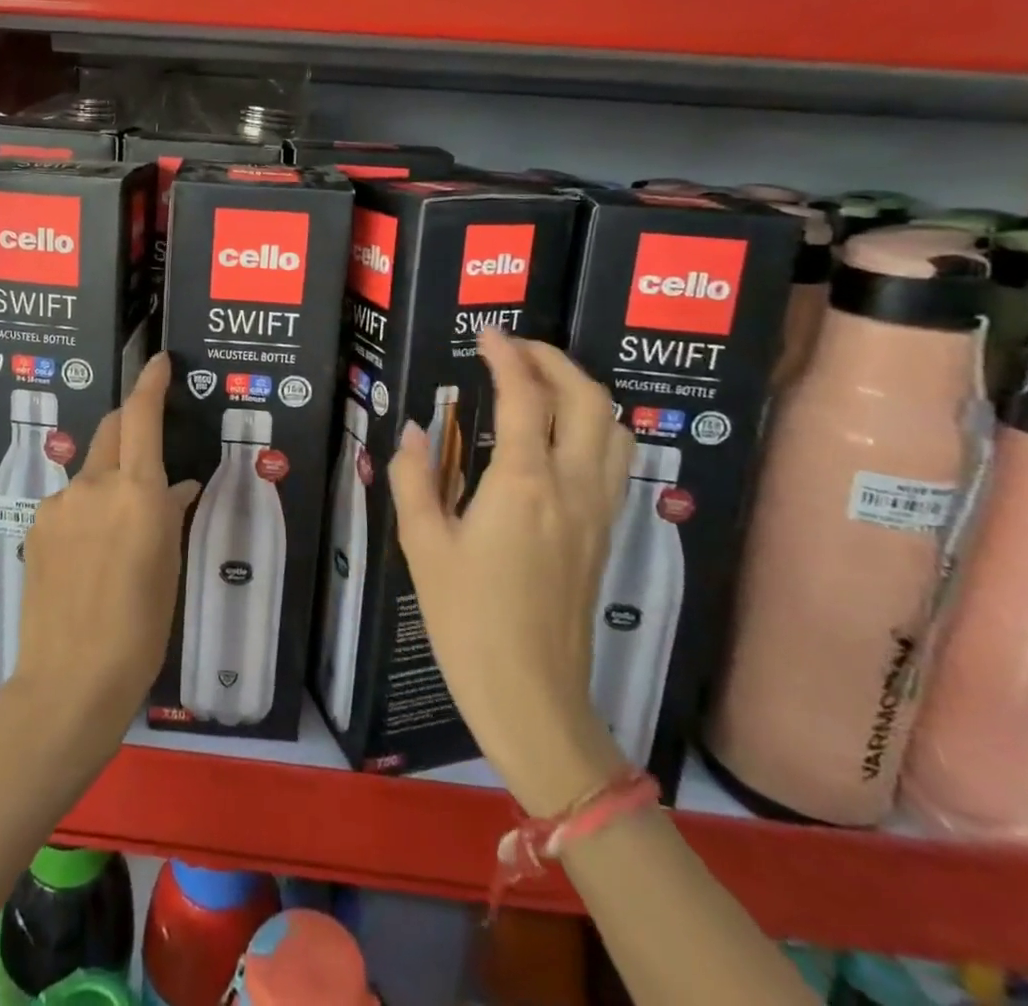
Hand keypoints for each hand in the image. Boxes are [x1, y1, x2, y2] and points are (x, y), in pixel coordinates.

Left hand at [11, 353, 201, 752]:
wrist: (70, 680)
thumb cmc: (140, 628)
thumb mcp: (168, 568)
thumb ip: (170, 516)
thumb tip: (178, 488)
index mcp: (138, 492)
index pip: (141, 417)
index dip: (150, 383)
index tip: (159, 362)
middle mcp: (94, 485)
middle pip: (111, 430)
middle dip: (130, 423)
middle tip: (149, 442)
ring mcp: (59, 504)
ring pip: (91, 471)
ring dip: (109, 479)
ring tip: (120, 528)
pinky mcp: (36, 526)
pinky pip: (69, 502)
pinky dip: (86, 509)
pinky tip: (90, 552)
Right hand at [390, 328, 633, 814]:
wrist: (531, 695)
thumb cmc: (467, 620)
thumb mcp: (423, 546)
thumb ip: (414, 478)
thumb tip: (413, 430)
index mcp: (523, 483)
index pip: (524, 396)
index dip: (507, 355)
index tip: (488, 332)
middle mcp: (571, 486)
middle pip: (588, 399)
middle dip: (555, 360)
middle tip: (516, 350)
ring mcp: (597, 510)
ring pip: (613, 427)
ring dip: (582, 391)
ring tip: (540, 385)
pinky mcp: (605, 533)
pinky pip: (613, 459)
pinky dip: (592, 426)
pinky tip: (557, 438)